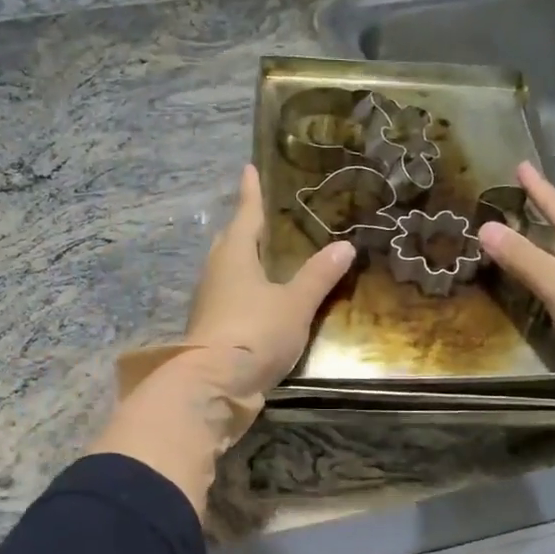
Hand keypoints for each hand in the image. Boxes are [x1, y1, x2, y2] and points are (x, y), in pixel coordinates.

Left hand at [186, 164, 355, 394]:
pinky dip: (245, 290)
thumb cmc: (255, 332)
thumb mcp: (295, 303)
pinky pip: (229, 296)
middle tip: (265, 218)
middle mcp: (216, 272)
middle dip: (246, 228)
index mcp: (235, 255)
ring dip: (244, 261)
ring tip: (268, 258)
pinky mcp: (211, 328)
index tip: (249, 168)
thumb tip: (344, 245)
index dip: (251, 192)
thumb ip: (318, 276)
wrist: (214, 385)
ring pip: (227, 270)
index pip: (245, 214)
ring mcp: (209, 301)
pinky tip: (261, 300)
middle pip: (231, 241)